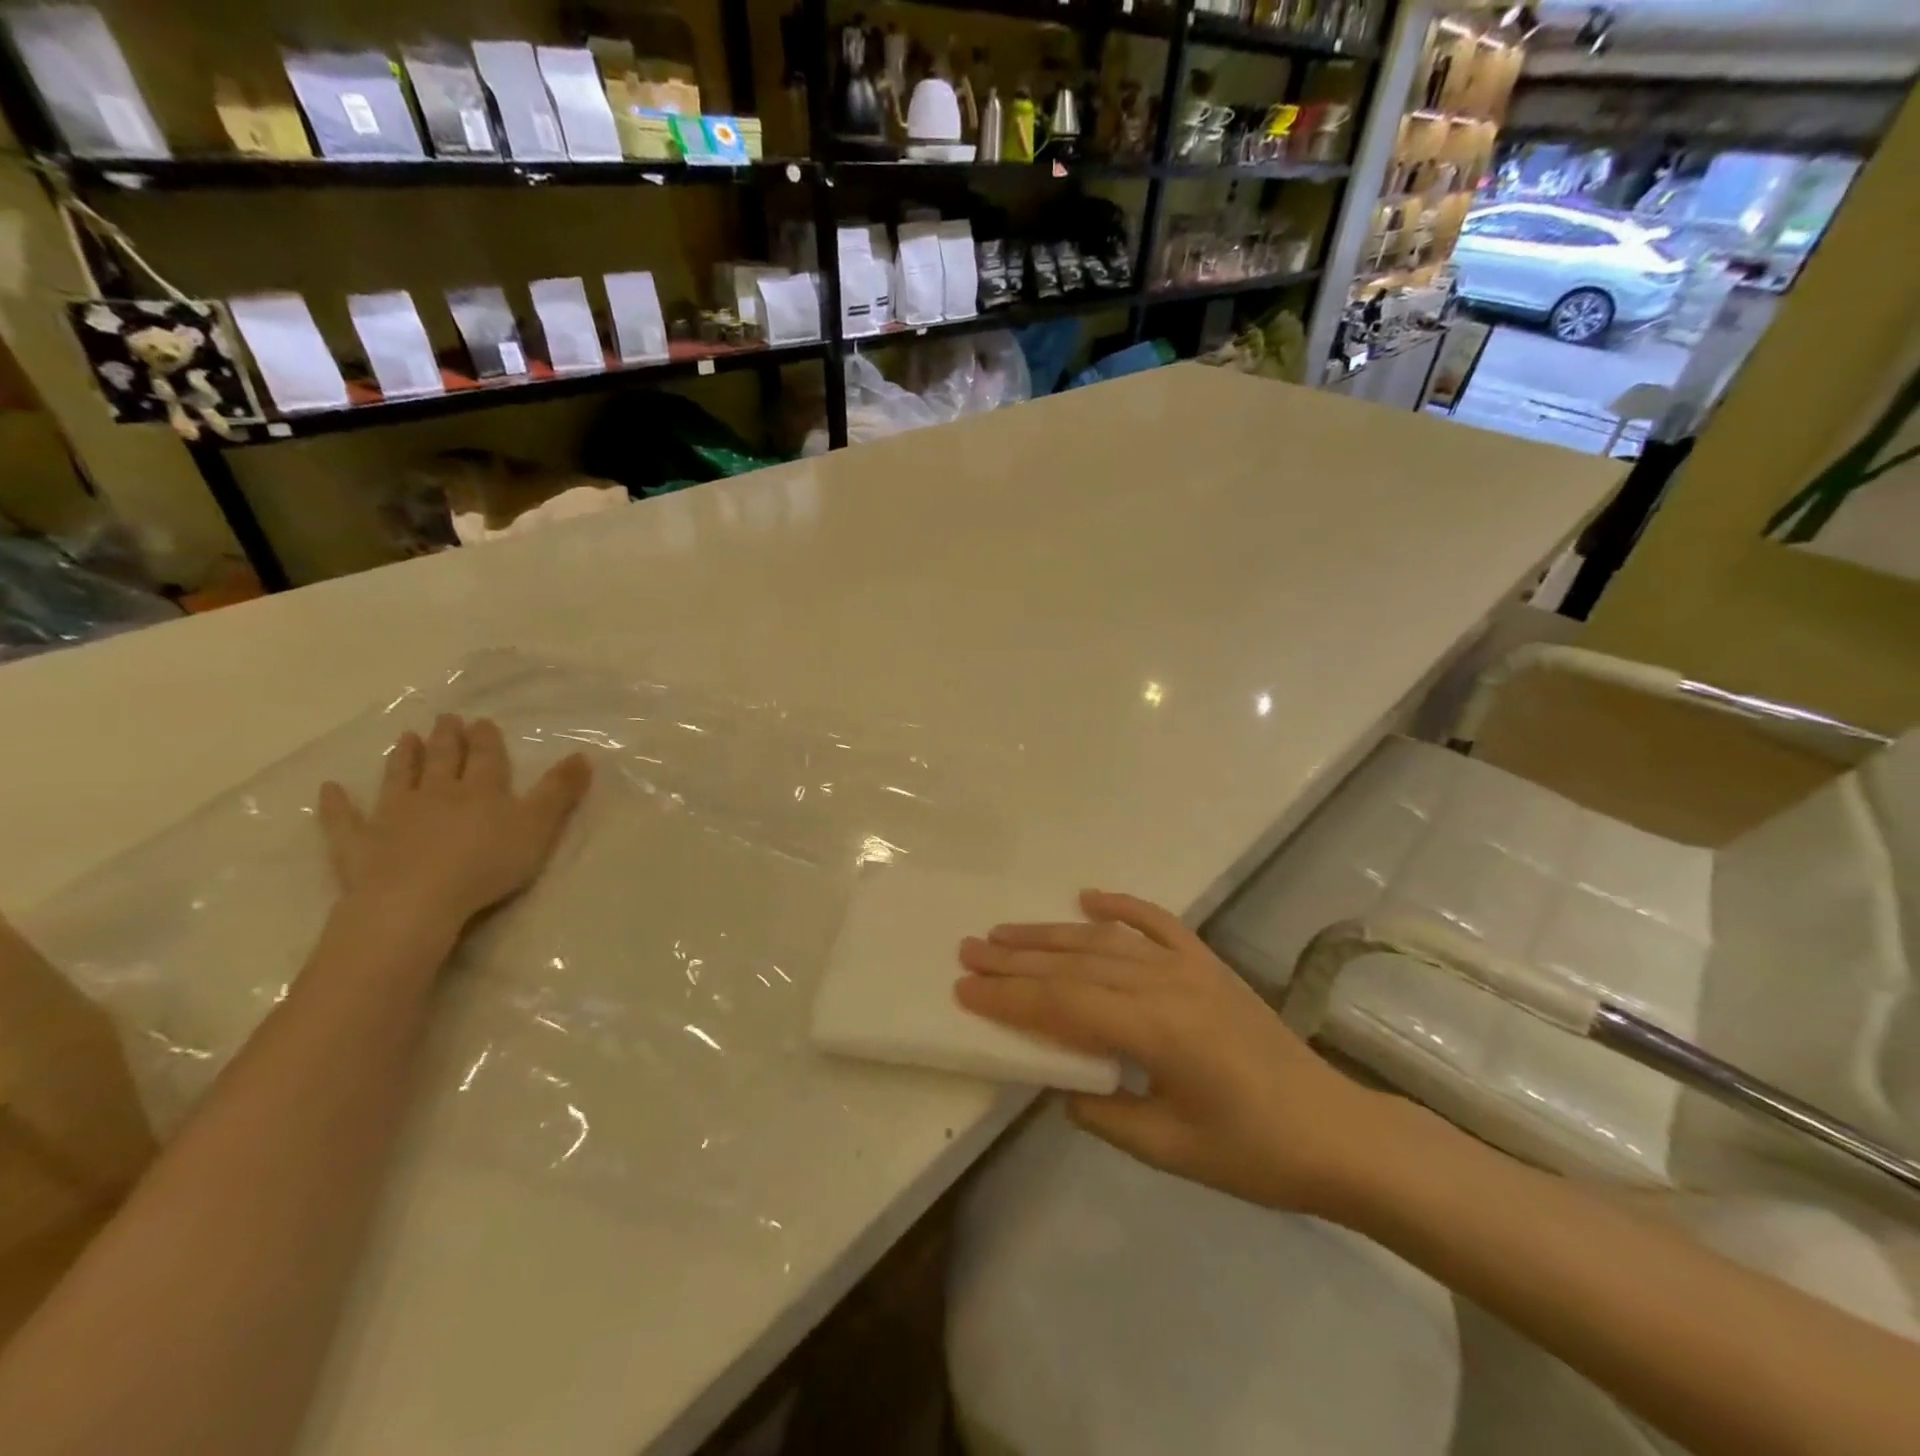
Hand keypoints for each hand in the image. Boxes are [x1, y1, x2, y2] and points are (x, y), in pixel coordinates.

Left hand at [317, 714, 591, 944]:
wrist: (416, 901)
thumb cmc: (487, 864)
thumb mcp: (539, 826)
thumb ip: (560, 791)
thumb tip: (583, 755)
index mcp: (481, 790)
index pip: (485, 757)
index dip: (485, 739)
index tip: (482, 722)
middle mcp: (436, 793)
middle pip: (442, 760)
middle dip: (446, 739)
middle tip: (445, 719)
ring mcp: (393, 816)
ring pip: (399, 778)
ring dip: (403, 758)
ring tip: (405, 738)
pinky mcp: (358, 844)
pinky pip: (343, 819)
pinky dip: (335, 803)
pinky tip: (329, 789)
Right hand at [956, 889, 1392, 1215]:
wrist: (1336, 1132)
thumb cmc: (1253, 1152)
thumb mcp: (1167, 1148)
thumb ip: (1102, 1112)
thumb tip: (1058, 1082)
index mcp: (1157, 1030)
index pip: (1064, 1005)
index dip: (1010, 997)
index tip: (965, 989)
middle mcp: (1167, 984)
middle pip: (1075, 964)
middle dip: (1017, 959)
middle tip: (969, 950)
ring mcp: (1190, 966)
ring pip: (1105, 941)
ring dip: (1051, 934)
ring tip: (1004, 932)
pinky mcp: (1208, 963)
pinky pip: (1157, 922)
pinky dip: (1120, 905)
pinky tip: (1087, 897)